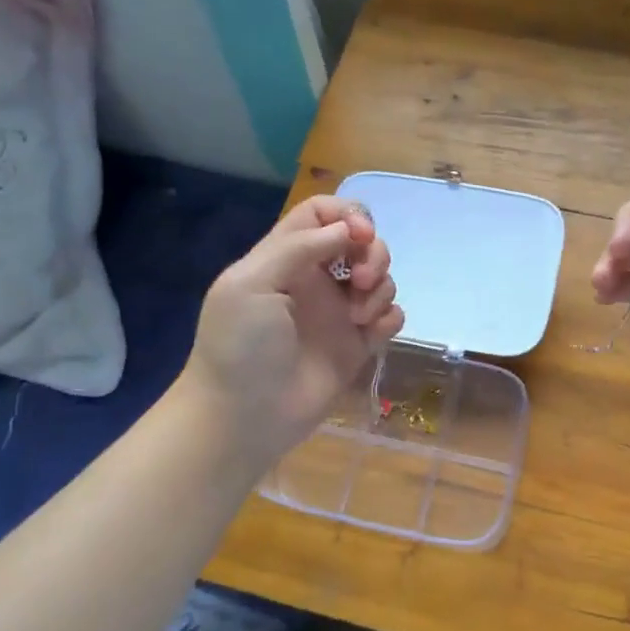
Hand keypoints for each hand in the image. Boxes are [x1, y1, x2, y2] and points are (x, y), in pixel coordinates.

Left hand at [181, 195, 404, 469]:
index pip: (322, 214)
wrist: (244, 416)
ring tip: (359, 317)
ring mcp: (338, 313)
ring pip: (379, 278)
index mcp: (285, 257)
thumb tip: (348, 229)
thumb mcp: (250, 284)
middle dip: (373, 252)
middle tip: (361, 280)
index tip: (359, 236)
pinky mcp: (357, 346)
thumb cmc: (240, 346)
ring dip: (380, 288)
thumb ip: (298, 247)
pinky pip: (388, 318)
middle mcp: (316, 279)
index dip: (347, 215)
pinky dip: (389, 318)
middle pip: (360, 242)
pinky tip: (372, 334)